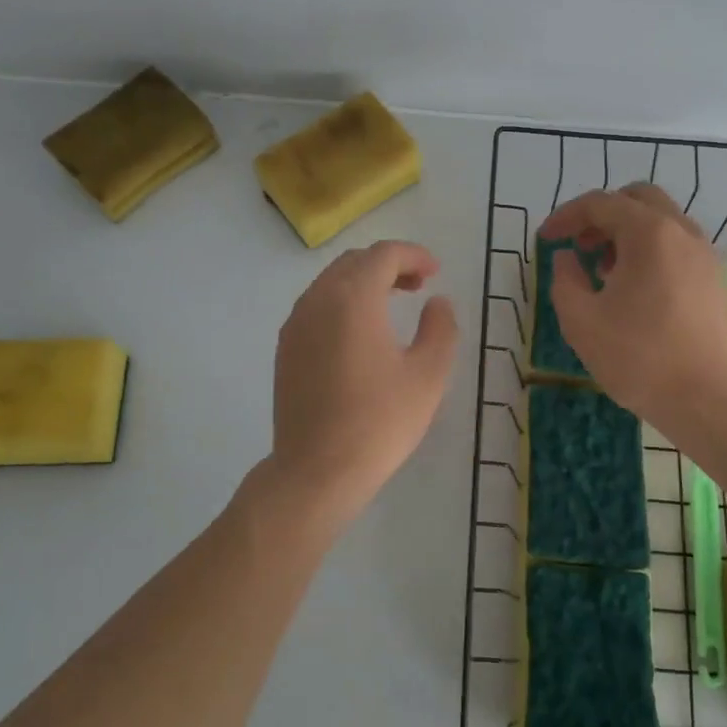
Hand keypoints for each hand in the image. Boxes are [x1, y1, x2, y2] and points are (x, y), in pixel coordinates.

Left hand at [260, 240, 459, 532]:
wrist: (316, 471)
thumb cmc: (379, 421)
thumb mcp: (428, 375)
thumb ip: (440, 328)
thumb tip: (437, 302)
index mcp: (353, 298)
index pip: (383, 255)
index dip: (413, 255)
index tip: (435, 272)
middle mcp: (318, 300)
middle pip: (354, 262)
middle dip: (388, 264)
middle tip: (418, 285)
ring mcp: (295, 324)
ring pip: (331, 282)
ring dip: (364, 282)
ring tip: (392, 305)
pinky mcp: (285, 348)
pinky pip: (316, 306)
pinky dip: (342, 302)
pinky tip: (360, 333)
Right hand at [539, 183, 726, 430]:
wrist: (705, 399)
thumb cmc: (637, 357)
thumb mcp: (580, 319)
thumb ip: (564, 279)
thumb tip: (567, 258)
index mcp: (649, 233)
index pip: (600, 203)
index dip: (566, 216)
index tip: (545, 239)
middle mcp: (682, 232)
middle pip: (637, 199)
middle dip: (602, 215)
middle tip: (579, 245)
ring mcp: (705, 254)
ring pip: (661, 221)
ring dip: (627, 232)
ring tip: (604, 270)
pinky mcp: (715, 279)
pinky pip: (677, 245)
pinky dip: (651, 250)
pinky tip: (635, 288)